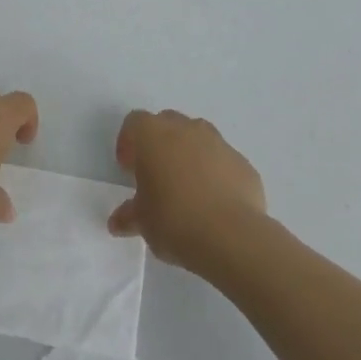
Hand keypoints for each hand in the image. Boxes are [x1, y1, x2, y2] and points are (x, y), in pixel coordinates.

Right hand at [108, 110, 266, 273]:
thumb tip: (118, 221)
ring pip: (198, 137)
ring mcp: (218, 142)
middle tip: (155, 174)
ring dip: (189, 153)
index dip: (129, 142)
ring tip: (186, 186)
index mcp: (153, 135)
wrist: (231, 236)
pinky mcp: (242, 163)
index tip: (128, 168)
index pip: (134, 122)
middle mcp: (186, 129)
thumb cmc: (174, 220)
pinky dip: (215, 172)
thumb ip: (128, 215)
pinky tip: (213, 201)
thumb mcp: (142, 222)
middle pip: (167, 123)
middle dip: (159, 143)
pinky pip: (222, 160)